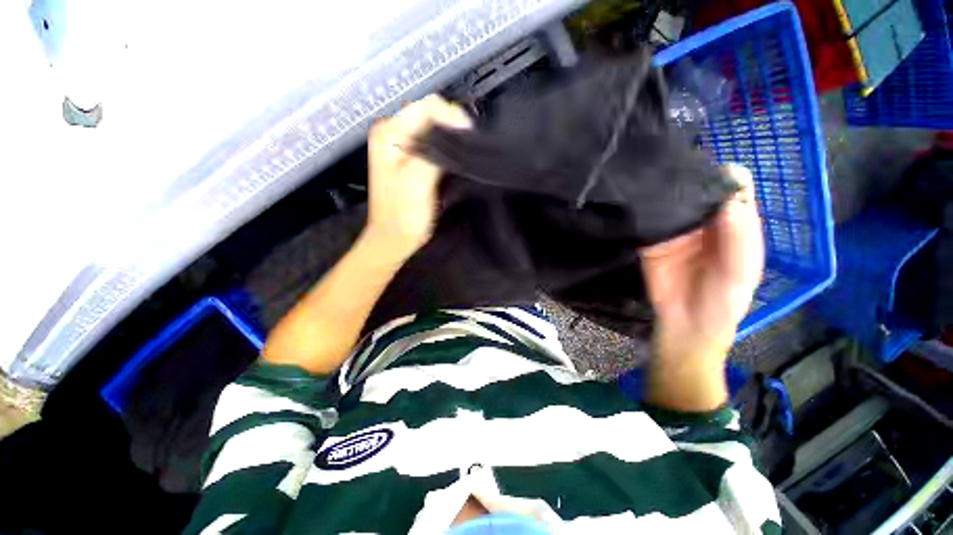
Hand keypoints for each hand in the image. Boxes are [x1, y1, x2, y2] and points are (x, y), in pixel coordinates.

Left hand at [364, 95, 471, 257]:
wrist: (395, 238)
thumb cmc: (403, 214)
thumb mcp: (418, 179)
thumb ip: (435, 150)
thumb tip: (458, 129)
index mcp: (390, 132)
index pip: (428, 107)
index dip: (453, 118)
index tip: (470, 138)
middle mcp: (394, 133)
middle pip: (431, 115)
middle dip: (453, 128)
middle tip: (469, 149)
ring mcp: (402, 147)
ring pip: (434, 131)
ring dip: (451, 140)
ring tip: (463, 157)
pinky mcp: (412, 160)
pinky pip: (434, 145)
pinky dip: (447, 150)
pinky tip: (454, 162)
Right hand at [640, 164, 763, 409]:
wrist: (685, 324)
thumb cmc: (722, 302)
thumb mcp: (740, 273)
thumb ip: (739, 239)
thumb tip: (728, 198)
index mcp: (735, 223)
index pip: (732, 188)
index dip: (722, 175)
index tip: (704, 170)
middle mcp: (705, 220)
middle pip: (697, 188)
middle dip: (685, 176)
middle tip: (668, 168)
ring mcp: (675, 229)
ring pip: (669, 201)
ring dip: (661, 192)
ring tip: (647, 180)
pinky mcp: (651, 239)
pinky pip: (647, 221)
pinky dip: (641, 212)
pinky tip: (633, 203)